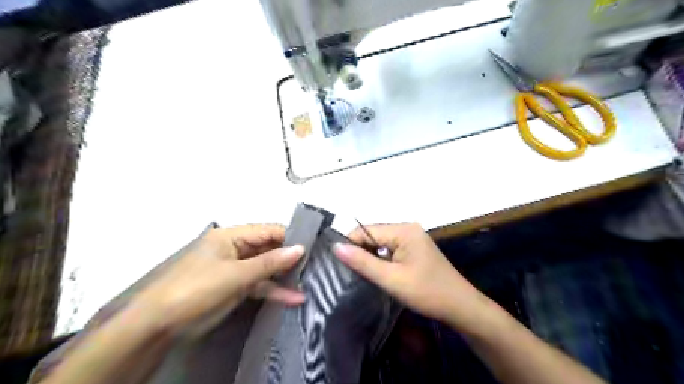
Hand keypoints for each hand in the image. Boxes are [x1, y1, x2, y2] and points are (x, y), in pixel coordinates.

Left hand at [131, 225, 303, 332]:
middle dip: (289, 257)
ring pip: (266, 268)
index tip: (312, 245)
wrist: (158, 325)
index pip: (267, 230)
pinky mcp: (235, 287)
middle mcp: (235, 249)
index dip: (289, 237)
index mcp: (231, 236)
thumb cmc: (196, 288)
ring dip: (284, 276)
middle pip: (268, 249)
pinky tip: (293, 297)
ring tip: (308, 282)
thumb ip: (270, 262)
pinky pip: (259, 285)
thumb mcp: (236, 274)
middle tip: (314, 264)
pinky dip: (274, 291)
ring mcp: (236, 269)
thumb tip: (300, 248)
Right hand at [335, 224, 488, 328]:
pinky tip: (376, 273)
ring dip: (371, 257)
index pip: (366, 230)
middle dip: (360, 251)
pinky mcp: (415, 249)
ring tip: (357, 273)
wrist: (460, 307)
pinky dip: (382, 260)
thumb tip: (336, 246)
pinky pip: (391, 250)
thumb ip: (363, 261)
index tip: (336, 262)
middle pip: (373, 235)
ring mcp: (413, 239)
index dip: (350, 244)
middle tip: (345, 271)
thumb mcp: (391, 278)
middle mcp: (407, 229)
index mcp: (403, 230)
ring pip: (381, 243)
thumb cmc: (427, 292)